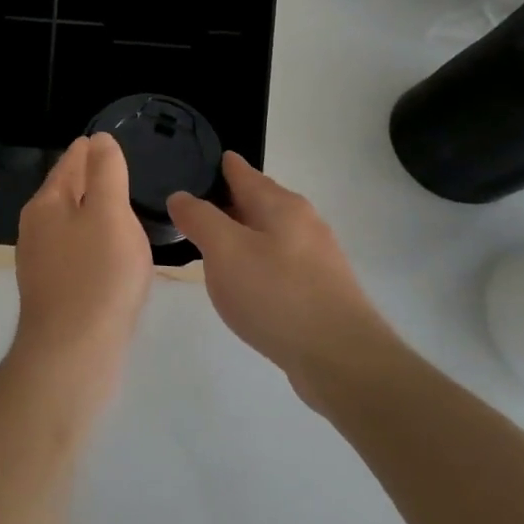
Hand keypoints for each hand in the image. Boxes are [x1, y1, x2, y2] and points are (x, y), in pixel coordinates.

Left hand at [13, 135, 154, 380]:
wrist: (72, 354)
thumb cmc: (97, 276)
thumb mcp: (110, 214)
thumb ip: (106, 173)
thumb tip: (98, 141)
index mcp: (46, 204)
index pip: (68, 165)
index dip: (87, 151)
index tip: (102, 141)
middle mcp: (35, 229)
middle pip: (64, 193)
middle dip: (86, 180)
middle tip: (113, 170)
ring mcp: (40, 263)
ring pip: (68, 225)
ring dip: (89, 213)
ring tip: (115, 209)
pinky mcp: (51, 291)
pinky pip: (74, 254)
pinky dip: (91, 243)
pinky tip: (107, 254)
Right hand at [167, 153, 393, 395]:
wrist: (342, 359)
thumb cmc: (277, 294)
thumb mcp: (225, 250)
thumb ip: (199, 218)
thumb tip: (181, 197)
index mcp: (280, 204)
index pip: (241, 171)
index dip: (215, 165)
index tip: (188, 164)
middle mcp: (302, 222)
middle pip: (257, 201)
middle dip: (225, 201)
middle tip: (187, 208)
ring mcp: (315, 257)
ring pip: (268, 234)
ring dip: (240, 235)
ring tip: (208, 245)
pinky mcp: (320, 290)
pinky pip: (278, 263)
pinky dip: (255, 263)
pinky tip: (241, 283)